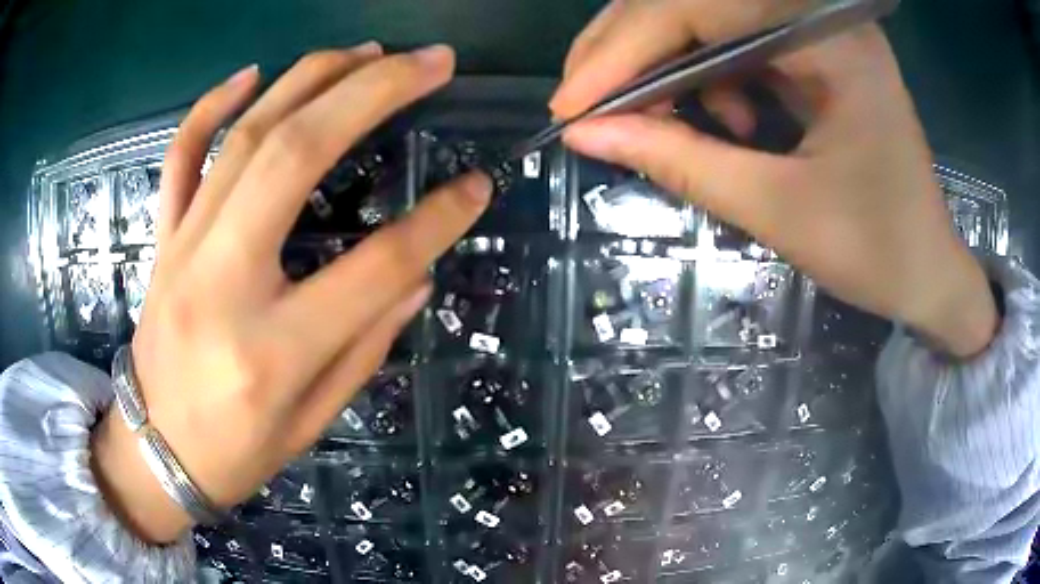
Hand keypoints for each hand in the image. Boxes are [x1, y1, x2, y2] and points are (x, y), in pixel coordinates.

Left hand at [91, 43, 491, 543]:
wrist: (156, 451)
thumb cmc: (236, 451)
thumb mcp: (313, 420)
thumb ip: (367, 344)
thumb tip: (417, 276)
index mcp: (271, 350)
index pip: (374, 267)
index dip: (437, 222)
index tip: (479, 187)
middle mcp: (221, 281)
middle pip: (297, 155)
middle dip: (374, 92)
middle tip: (431, 62)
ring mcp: (183, 248)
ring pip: (245, 135)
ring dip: (312, 78)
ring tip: (369, 51)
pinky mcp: (163, 237)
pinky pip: (181, 154)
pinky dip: (214, 104)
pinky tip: (254, 73)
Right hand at [551, 0, 997, 356]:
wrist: (928, 271)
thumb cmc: (876, 251)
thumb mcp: (778, 211)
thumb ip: (681, 164)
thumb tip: (586, 135)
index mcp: (829, 41)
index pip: (699, 8)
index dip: (624, 50)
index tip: (570, 105)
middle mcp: (820, 15)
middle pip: (696, 2)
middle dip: (631, 51)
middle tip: (585, 105)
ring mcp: (817, 29)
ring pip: (708, 20)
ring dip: (668, 67)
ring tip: (662, 121)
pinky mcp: (814, 50)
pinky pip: (736, 43)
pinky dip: (709, 78)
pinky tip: (727, 121)